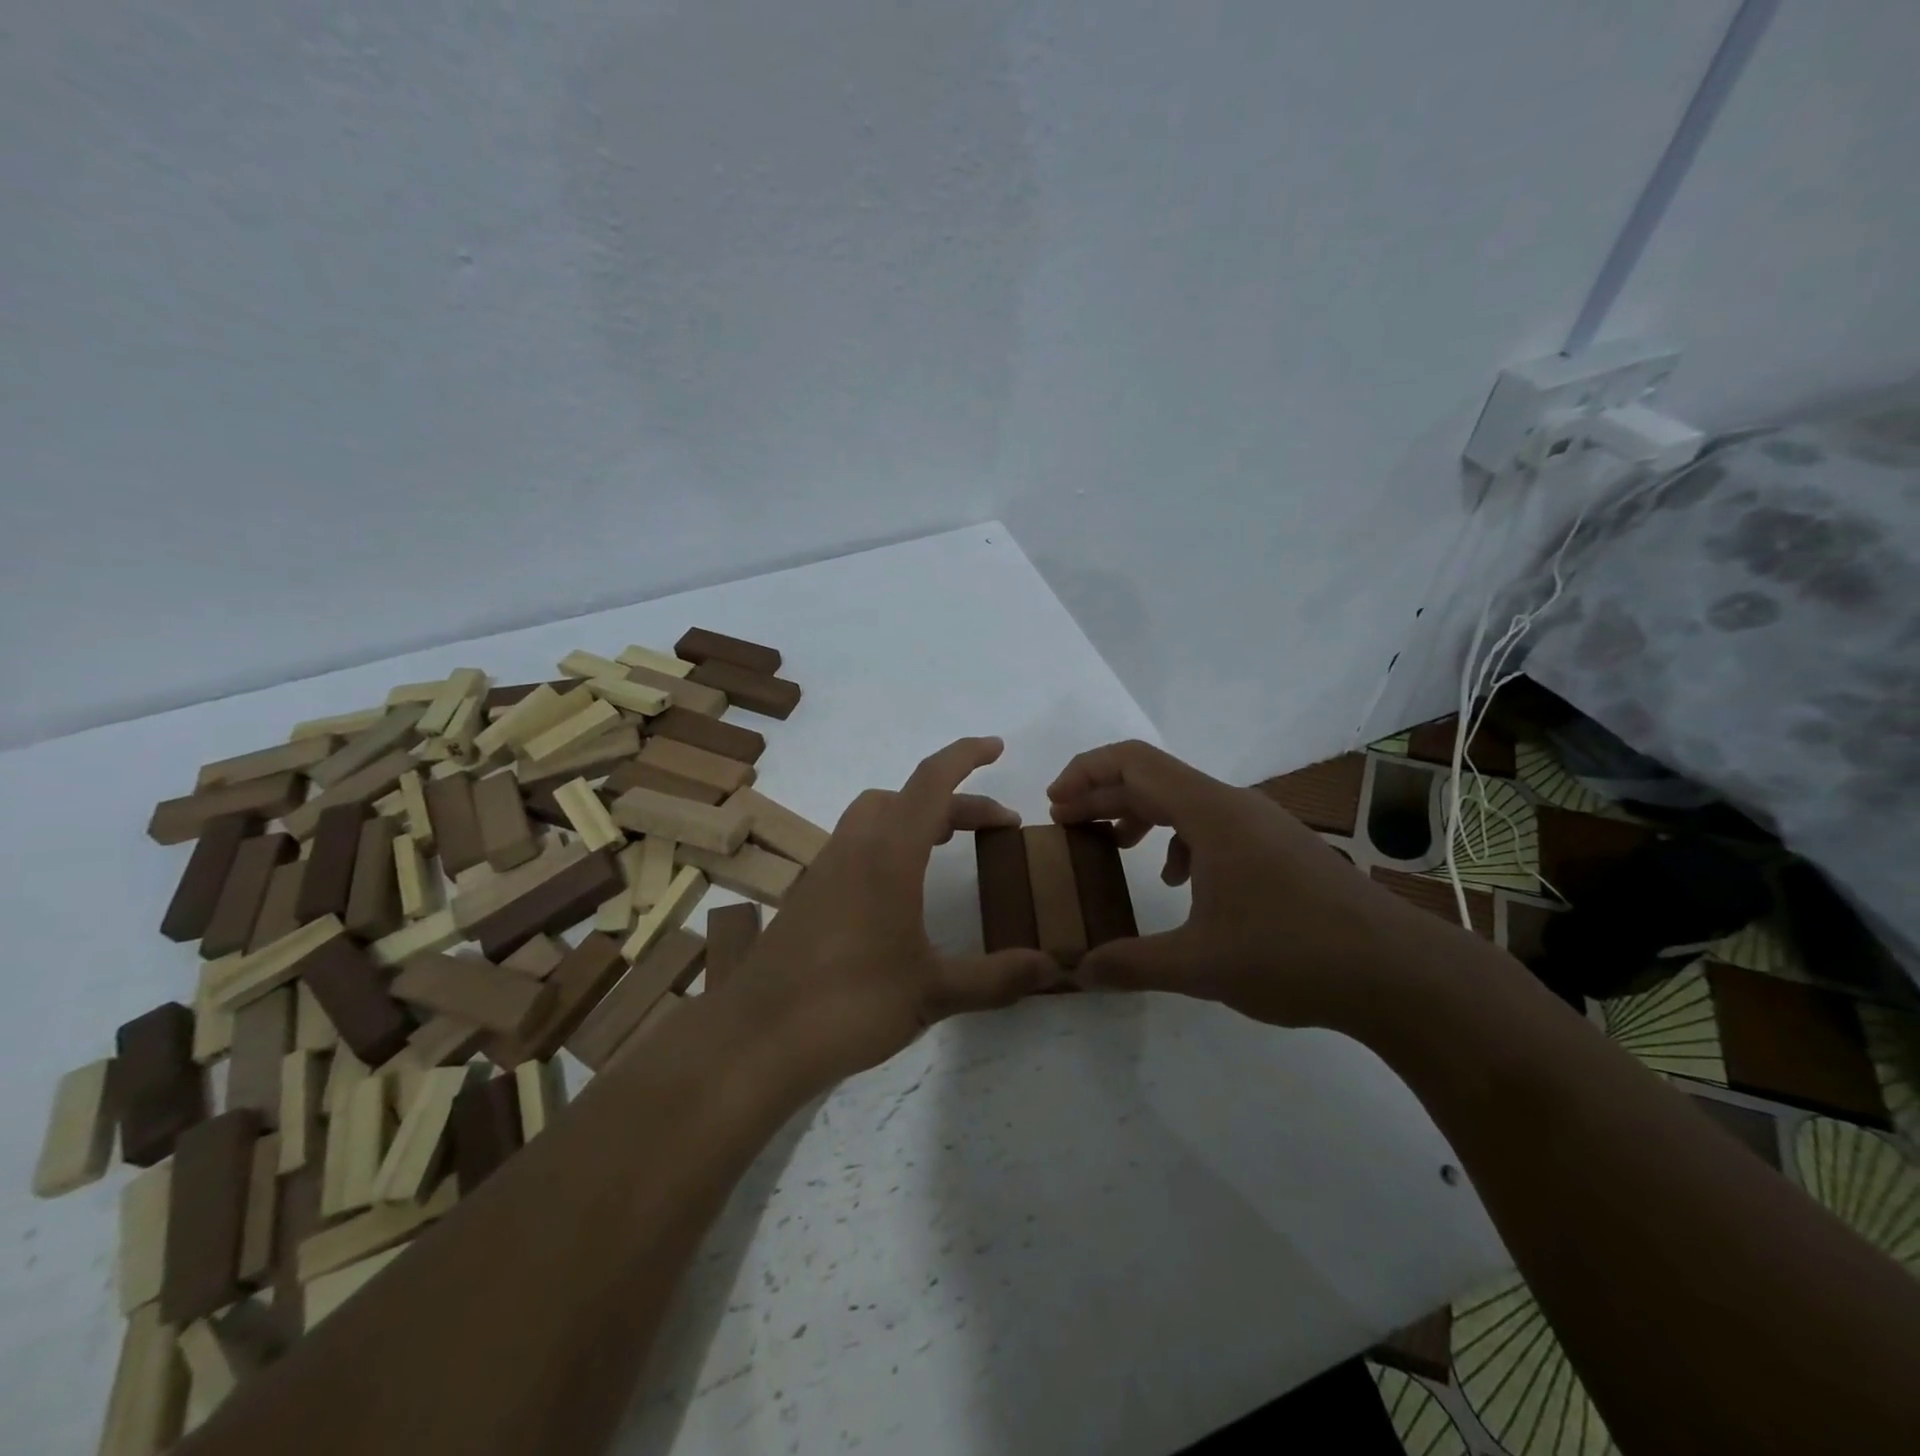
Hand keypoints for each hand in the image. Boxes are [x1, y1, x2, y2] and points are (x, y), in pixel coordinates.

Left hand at [727, 737, 1063, 1089]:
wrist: (756, 1038)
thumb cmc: (850, 1005)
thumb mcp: (934, 992)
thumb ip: (996, 978)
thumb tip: (1054, 969)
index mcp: (889, 854)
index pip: (932, 782)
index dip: (966, 757)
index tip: (997, 748)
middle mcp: (854, 848)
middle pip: (907, 797)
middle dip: (954, 801)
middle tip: (993, 828)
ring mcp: (824, 869)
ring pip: (875, 817)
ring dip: (916, 819)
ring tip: (946, 847)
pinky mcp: (807, 895)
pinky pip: (855, 846)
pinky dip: (888, 845)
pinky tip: (900, 893)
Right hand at [1047, 740, 1443, 1029]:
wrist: (1397, 973)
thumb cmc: (1292, 956)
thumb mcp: (1200, 966)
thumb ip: (1132, 964)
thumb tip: (1077, 972)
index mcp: (1211, 813)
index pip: (1134, 763)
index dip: (1085, 773)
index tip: (1054, 805)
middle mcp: (1234, 805)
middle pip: (1153, 777)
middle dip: (1102, 796)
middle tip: (1065, 826)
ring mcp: (1261, 824)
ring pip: (1183, 800)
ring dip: (1139, 814)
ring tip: (1111, 846)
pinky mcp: (1277, 847)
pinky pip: (1212, 824)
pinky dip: (1177, 839)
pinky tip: (1178, 881)